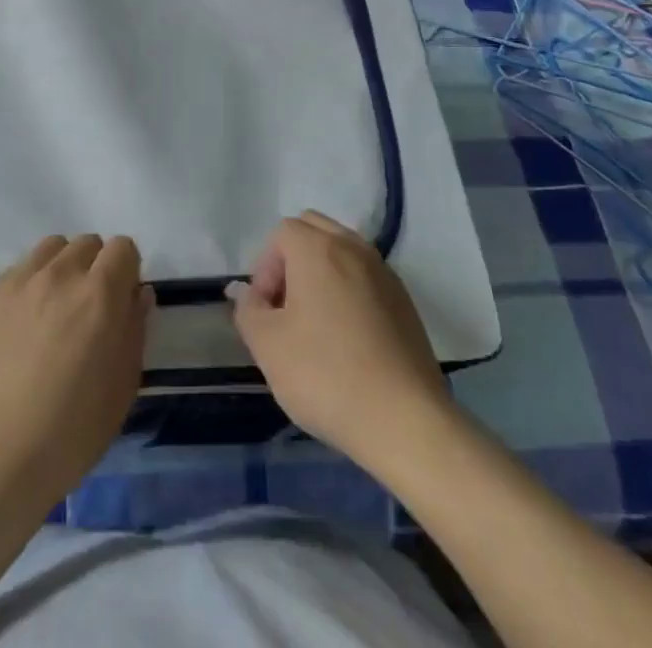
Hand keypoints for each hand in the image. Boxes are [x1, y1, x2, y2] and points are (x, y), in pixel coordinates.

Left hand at [0, 235, 150, 507]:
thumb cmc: (69, 434)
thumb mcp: (122, 388)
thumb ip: (135, 330)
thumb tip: (138, 294)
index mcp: (99, 295)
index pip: (123, 247)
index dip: (127, 271)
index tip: (121, 303)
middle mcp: (60, 275)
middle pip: (87, 243)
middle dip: (95, 267)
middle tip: (88, 311)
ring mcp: (19, 282)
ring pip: (51, 249)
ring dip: (62, 268)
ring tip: (54, 310)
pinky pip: (18, 271)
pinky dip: (29, 286)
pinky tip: (21, 328)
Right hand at [230, 211, 451, 473]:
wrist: (406, 421)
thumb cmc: (326, 375)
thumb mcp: (268, 346)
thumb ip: (248, 310)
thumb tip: (245, 292)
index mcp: (318, 248)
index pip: (281, 233)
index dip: (265, 268)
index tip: (265, 311)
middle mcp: (353, 247)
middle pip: (314, 230)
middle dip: (292, 260)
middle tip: (286, 309)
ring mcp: (384, 272)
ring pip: (342, 251)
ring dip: (321, 273)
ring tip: (315, 324)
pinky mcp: (405, 301)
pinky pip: (366, 276)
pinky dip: (349, 290)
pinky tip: (348, 339)